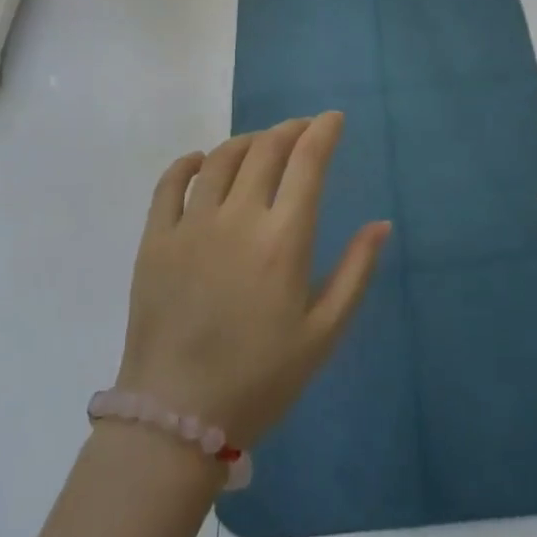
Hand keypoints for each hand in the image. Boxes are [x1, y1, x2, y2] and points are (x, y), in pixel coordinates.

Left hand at [115, 113, 390, 447]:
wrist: (176, 417)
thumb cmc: (261, 379)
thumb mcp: (323, 333)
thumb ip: (356, 272)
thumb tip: (381, 224)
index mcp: (283, 240)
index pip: (307, 163)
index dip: (323, 132)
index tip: (333, 119)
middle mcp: (237, 218)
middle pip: (266, 149)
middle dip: (290, 129)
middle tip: (302, 130)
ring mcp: (191, 225)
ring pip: (221, 158)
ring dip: (247, 141)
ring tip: (261, 144)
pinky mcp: (155, 239)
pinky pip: (169, 183)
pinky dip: (189, 162)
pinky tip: (201, 161)